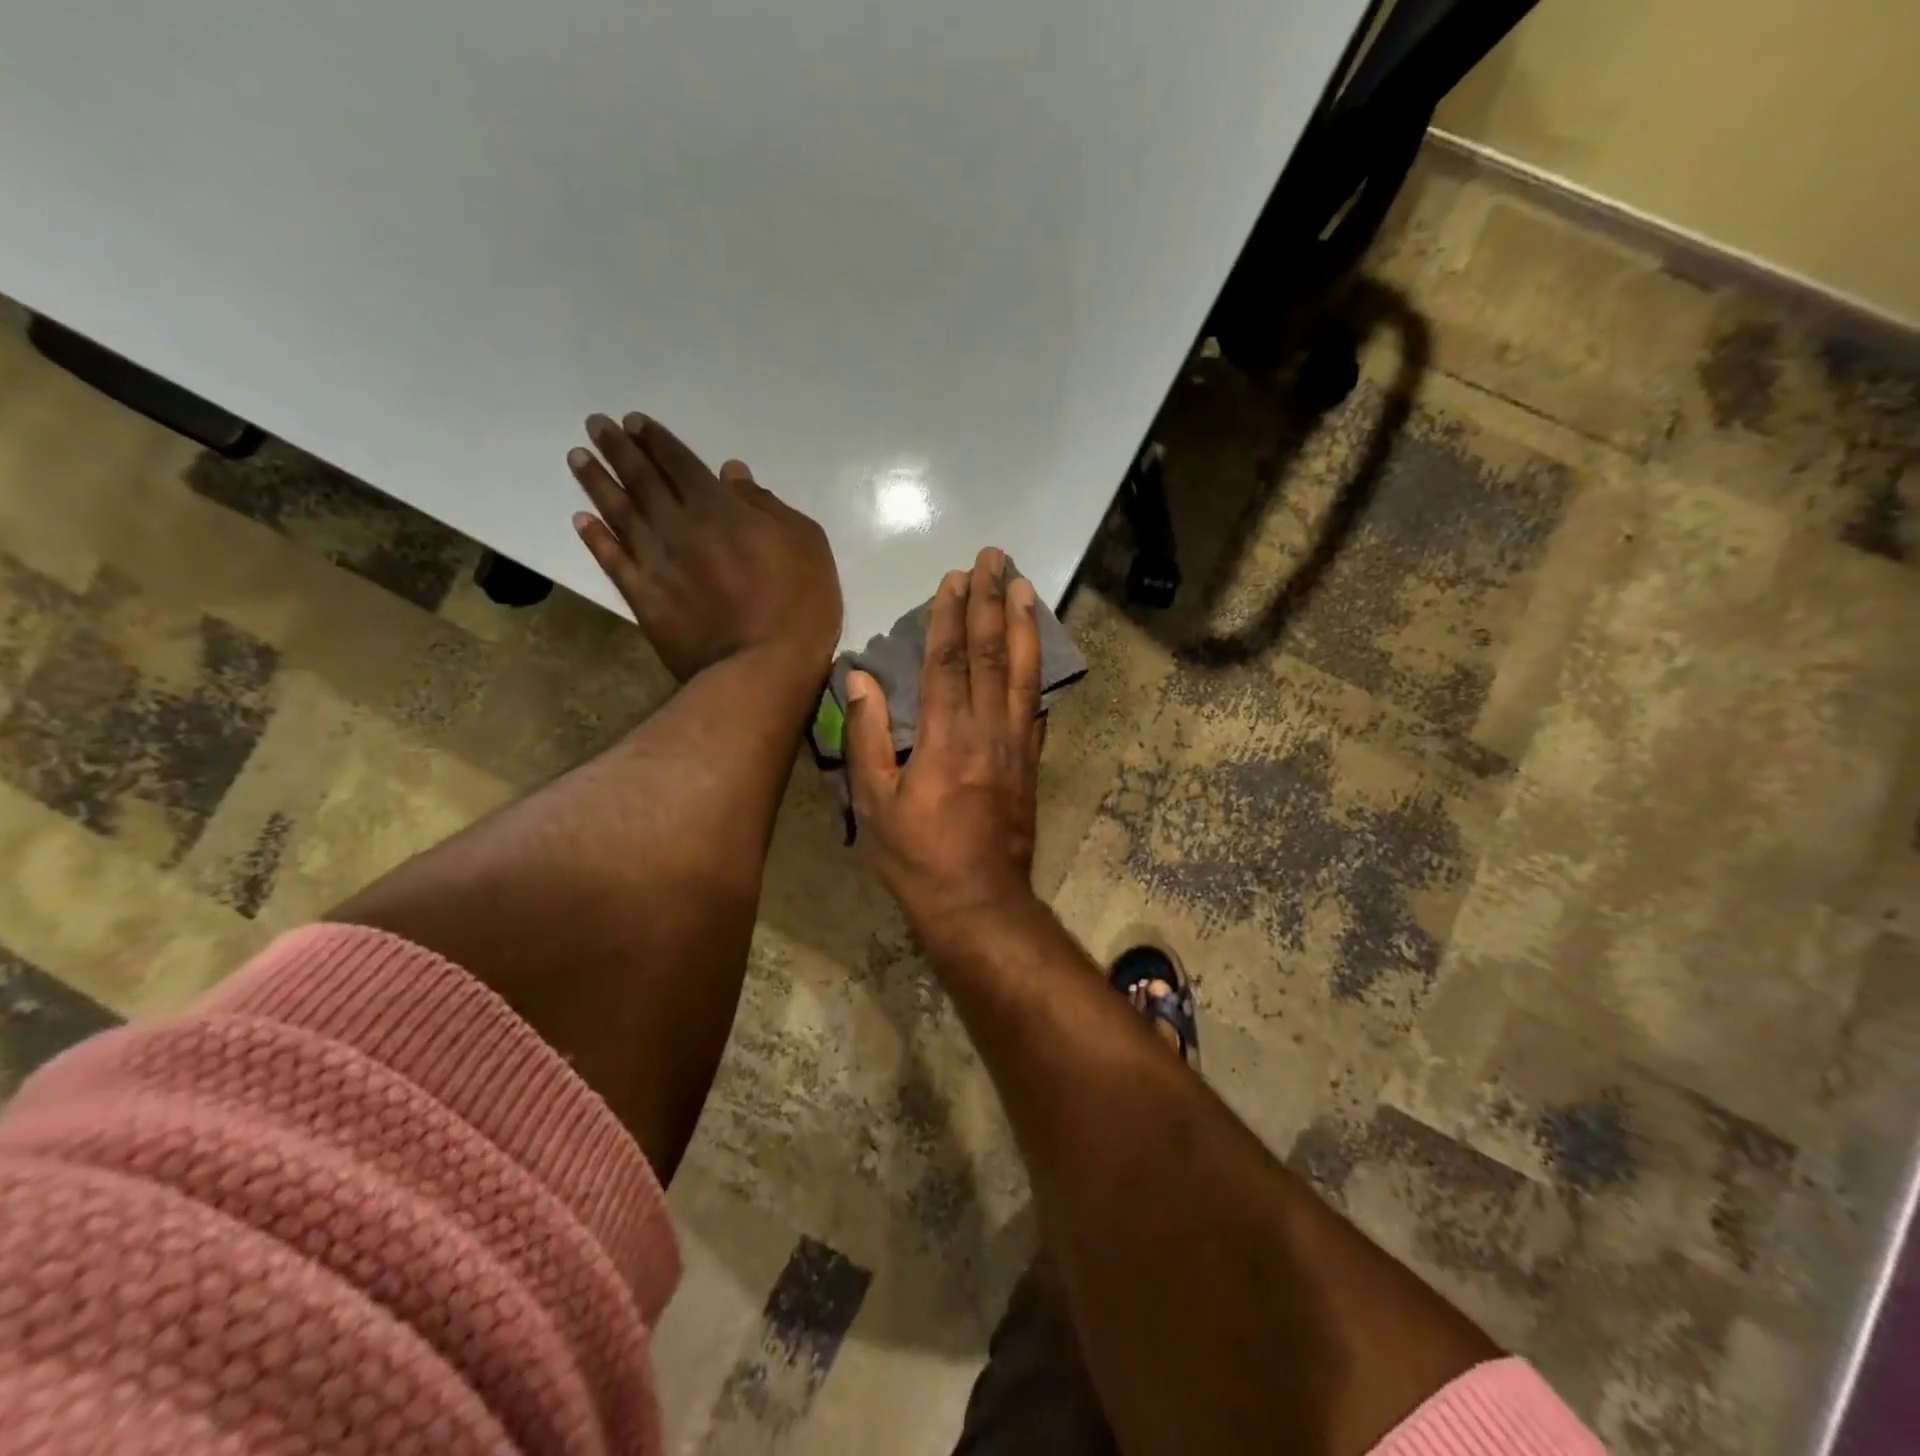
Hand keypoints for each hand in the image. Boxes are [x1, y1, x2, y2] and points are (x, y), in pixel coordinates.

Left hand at [569, 413, 842, 681]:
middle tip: (595, 425)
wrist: (763, 667)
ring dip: (597, 483)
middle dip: (619, 449)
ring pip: (619, 513)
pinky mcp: (645, 599)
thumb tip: (732, 475)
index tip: (635, 422)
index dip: (657, 441)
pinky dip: (595, 539)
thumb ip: (767, 506)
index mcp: (720, 509)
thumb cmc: (799, 604)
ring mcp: (656, 564)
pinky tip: (581, 520)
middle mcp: (678, 527)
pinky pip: (613, 561)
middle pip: (642, 480)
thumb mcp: (805, 544)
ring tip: (578, 458)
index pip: (681, 464)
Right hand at [844, 548, 1046, 940]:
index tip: (955, 578)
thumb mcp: (876, 803)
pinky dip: (1036, 670)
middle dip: (992, 601)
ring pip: (1023, 671)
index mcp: (945, 737)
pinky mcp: (1030, 761)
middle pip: (991, 653)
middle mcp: (986, 730)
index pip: (948, 661)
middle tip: (996, 559)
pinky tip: (1038, 649)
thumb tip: (860, 677)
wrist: (979, 903)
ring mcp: (1015, 744)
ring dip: (1024, 624)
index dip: (950, 616)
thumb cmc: (918, 857)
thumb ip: (868, 736)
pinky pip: (1035, 705)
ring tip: (1025, 586)